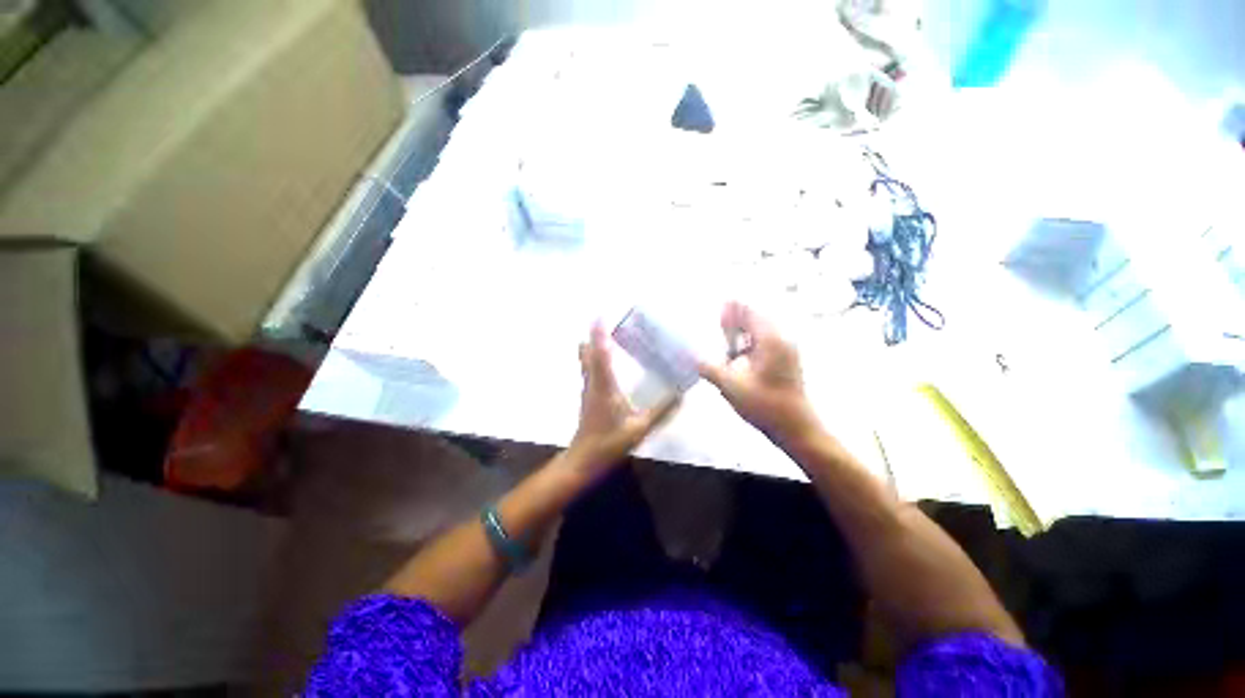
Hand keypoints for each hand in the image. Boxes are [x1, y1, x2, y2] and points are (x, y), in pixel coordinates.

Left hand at [569, 324, 679, 471]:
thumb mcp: (639, 428)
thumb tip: (680, 394)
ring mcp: (588, 389)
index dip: (599, 334)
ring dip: (594, 345)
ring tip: (607, 334)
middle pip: (588, 353)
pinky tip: (607, 360)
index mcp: (604, 387)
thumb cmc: (609, 443)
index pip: (600, 355)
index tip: (599, 316)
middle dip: (595, 335)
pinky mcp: (588, 395)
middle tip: (607, 321)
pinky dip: (595, 358)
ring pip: (586, 361)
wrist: (584, 460)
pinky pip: (589, 369)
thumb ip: (661, 411)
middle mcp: (592, 383)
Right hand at [698, 302, 820, 443]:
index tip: (720, 300)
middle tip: (719, 313)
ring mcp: (787, 351)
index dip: (734, 307)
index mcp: (770, 341)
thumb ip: (710, 368)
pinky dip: (750, 339)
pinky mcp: (786, 362)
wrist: (796, 428)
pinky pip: (765, 341)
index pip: (750, 313)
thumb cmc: (765, 405)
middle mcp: (781, 340)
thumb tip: (692, 356)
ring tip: (725, 329)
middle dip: (737, 316)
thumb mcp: (731, 387)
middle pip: (757, 318)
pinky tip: (737, 350)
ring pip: (762, 330)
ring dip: (743, 328)